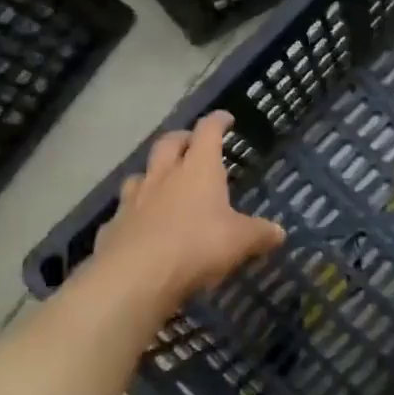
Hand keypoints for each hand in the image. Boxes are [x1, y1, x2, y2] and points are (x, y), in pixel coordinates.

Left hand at [90, 112, 284, 307]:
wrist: (137, 275)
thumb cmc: (197, 246)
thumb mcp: (240, 242)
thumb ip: (260, 234)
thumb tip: (279, 233)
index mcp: (198, 170)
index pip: (208, 132)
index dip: (217, 122)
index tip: (225, 118)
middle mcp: (164, 175)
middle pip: (169, 143)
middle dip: (182, 138)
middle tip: (191, 142)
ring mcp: (134, 198)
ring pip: (141, 172)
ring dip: (153, 172)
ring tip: (161, 181)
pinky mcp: (114, 224)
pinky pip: (125, 209)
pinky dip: (134, 211)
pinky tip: (139, 224)